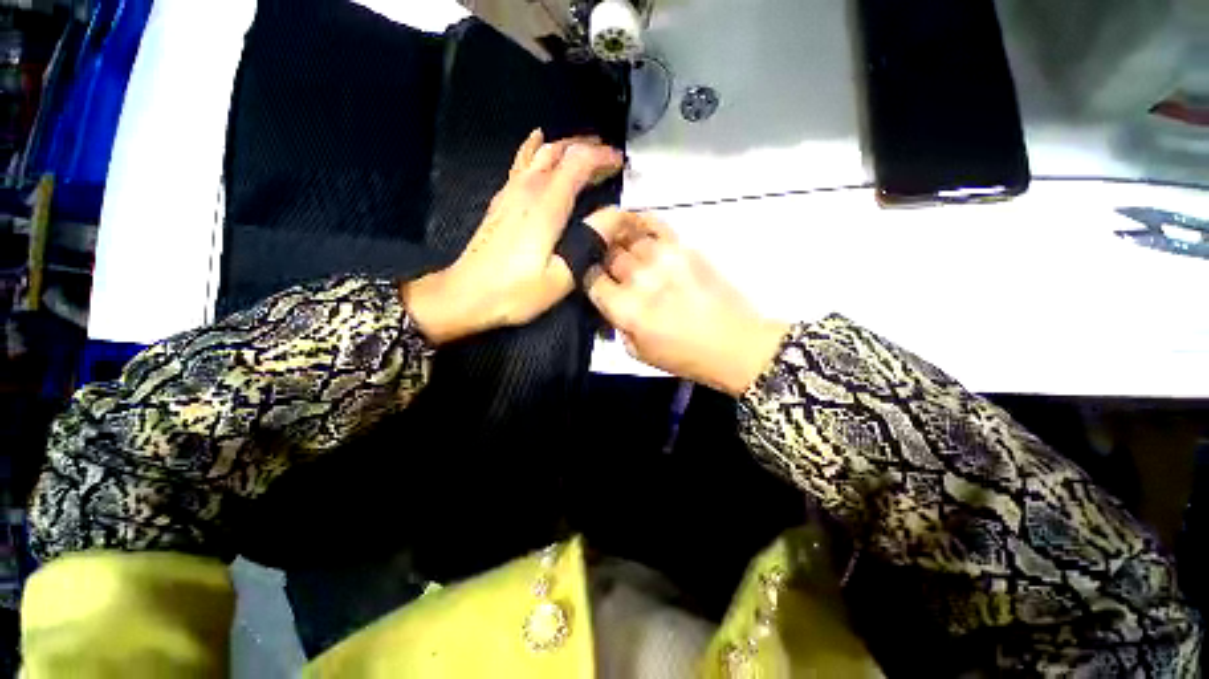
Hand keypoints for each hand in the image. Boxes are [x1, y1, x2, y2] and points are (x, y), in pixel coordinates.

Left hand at [402, 130, 624, 343]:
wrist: (466, 295)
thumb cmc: (516, 291)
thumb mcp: (562, 276)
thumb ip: (591, 241)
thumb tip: (617, 215)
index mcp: (546, 205)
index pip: (578, 163)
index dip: (602, 157)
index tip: (621, 163)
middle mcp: (527, 190)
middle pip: (559, 151)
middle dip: (587, 147)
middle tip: (609, 156)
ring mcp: (510, 192)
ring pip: (540, 153)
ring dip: (565, 147)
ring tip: (584, 149)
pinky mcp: (501, 202)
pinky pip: (521, 163)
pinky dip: (535, 149)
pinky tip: (538, 142)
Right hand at [585, 215, 789, 396]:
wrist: (733, 343)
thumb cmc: (684, 356)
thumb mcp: (637, 353)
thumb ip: (616, 325)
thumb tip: (608, 303)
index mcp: (625, 309)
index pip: (593, 280)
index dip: (591, 280)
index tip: (597, 283)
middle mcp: (639, 279)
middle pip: (608, 256)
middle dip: (605, 262)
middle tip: (612, 269)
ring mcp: (662, 258)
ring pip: (626, 237)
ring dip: (619, 241)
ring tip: (619, 244)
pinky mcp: (683, 247)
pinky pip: (654, 224)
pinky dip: (640, 222)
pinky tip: (635, 226)